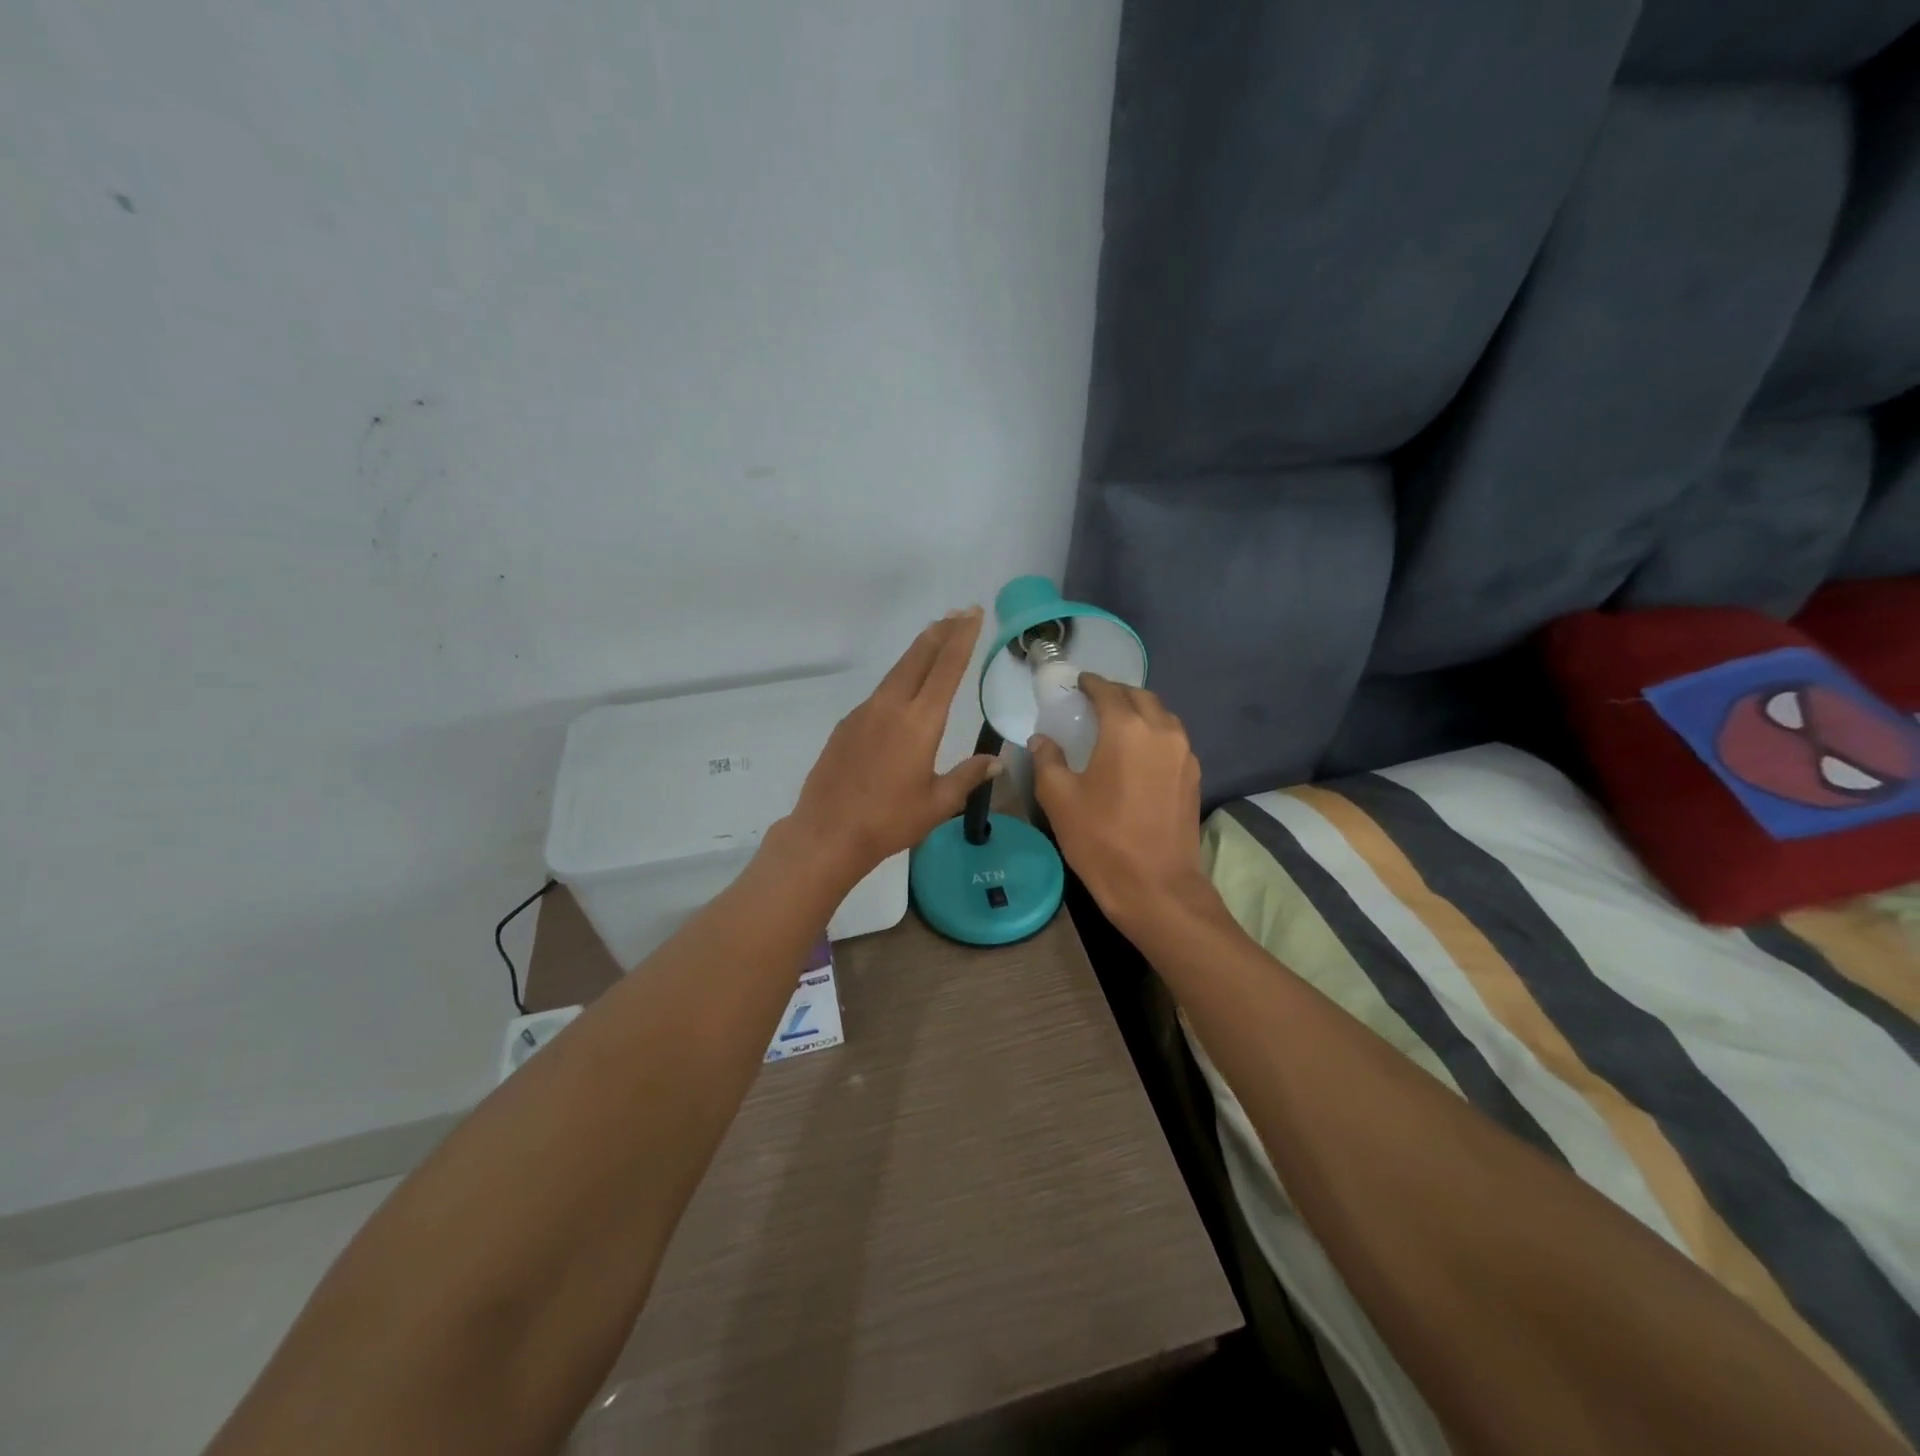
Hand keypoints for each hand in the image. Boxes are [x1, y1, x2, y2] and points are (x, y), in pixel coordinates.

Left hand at [788, 608, 1001, 884]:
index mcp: (919, 722)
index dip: (962, 639)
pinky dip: (898, 679)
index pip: (946, 669)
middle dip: (940, 632)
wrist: (827, 833)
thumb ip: (967, 777)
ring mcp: (864, 713)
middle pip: (918, 658)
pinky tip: (903, 691)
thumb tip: (995, 761)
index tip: (973, 614)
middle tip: (958, 612)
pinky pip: (879, 693)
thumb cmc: (889, 821)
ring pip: (896, 672)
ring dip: (918, 652)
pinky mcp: (847, 725)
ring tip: (934, 638)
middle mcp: (891, 707)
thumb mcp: (937, 803)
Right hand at [1030, 674, 1210, 932]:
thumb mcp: (1059, 799)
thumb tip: (1042, 740)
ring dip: (1140, 711)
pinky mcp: (1194, 776)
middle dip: (1117, 693)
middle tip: (1094, 702)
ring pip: (1162, 716)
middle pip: (1140, 697)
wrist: (1156, 887)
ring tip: (1117, 724)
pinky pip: (1173, 739)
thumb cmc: (1101, 839)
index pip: (1108, 691)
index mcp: (1127, 728)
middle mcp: (1162, 731)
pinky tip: (1138, 753)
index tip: (1077, 683)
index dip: (1091, 683)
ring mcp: (1184, 754)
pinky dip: (1154, 733)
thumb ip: (1047, 760)